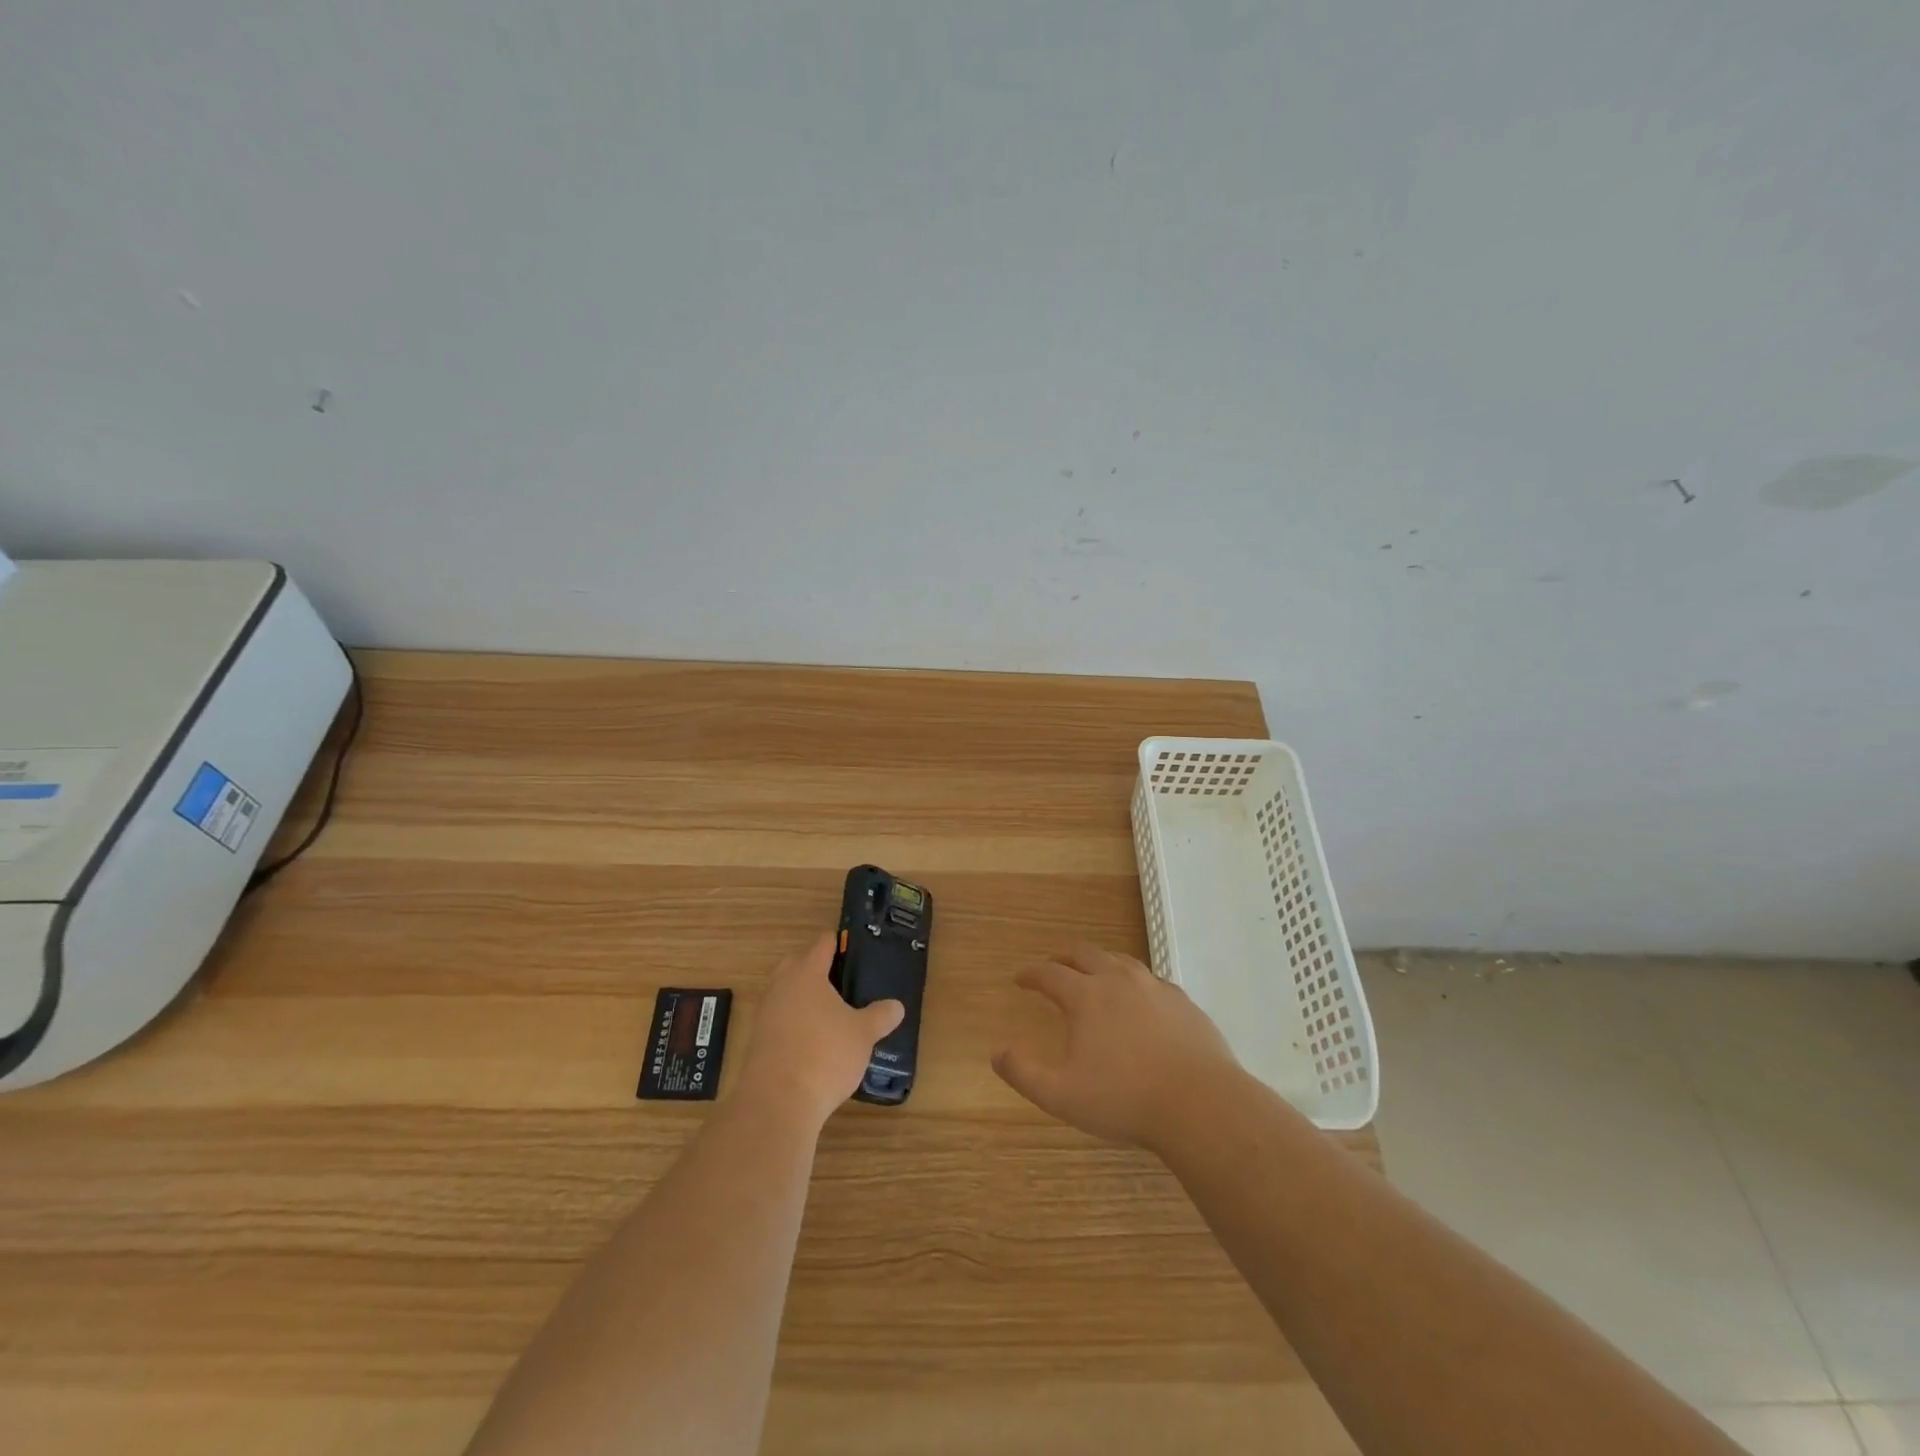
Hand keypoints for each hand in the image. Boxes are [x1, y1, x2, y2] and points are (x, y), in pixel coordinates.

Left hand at [736, 933, 903, 1129]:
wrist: (777, 1102)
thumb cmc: (824, 1054)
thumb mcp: (863, 1034)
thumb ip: (881, 1016)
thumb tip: (897, 1006)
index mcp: (807, 973)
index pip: (822, 944)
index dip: (839, 942)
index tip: (853, 947)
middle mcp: (781, 986)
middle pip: (796, 964)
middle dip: (815, 967)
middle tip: (841, 981)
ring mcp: (765, 1013)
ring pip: (785, 992)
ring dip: (802, 997)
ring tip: (829, 1013)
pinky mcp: (757, 1041)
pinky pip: (778, 1019)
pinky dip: (794, 1022)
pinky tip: (812, 1040)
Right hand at [994, 944, 1240, 1153]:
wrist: (1201, 1105)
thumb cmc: (1125, 1100)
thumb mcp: (1062, 1095)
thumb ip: (1024, 1072)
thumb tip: (996, 1052)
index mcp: (1086, 996)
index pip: (1050, 974)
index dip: (1031, 974)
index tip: (1020, 978)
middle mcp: (1118, 980)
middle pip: (1085, 954)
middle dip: (1064, 957)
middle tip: (1055, 966)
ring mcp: (1155, 987)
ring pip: (1121, 960)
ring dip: (1100, 963)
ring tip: (1094, 974)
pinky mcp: (1183, 1002)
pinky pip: (1151, 980)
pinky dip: (1134, 981)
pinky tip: (1139, 998)